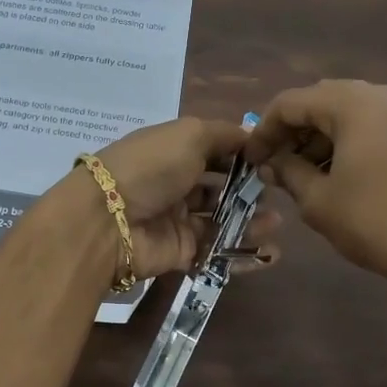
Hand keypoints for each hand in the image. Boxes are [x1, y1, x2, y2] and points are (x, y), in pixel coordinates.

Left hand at [92, 116, 282, 278]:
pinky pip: (216, 250)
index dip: (241, 154)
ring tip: (278, 222)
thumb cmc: (151, 167)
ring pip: (221, 220)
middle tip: (277, 192)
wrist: (109, 221)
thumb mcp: (189, 134)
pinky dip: (243, 252)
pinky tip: (271, 252)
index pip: (213, 150)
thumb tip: (251, 137)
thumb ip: (224, 135)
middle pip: (219, 186)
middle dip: (249, 189)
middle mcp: (174, 183)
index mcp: (172, 150)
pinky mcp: (180, 252)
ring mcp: (177, 219)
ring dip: (251, 220)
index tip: (272, 158)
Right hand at [243, 80, 386, 281]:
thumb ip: (288, 173)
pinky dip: (350, 141)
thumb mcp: (319, 201)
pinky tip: (340, 174)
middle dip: (294, 131)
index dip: (263, 130)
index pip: (291, 102)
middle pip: (322, 101)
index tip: (250, 160)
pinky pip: (376, 125)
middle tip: (275, 165)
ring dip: (322, 137)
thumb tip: (271, 163)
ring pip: (351, 112)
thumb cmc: (376, 221)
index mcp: (353, 103)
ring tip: (304, 175)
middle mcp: (383, 94)